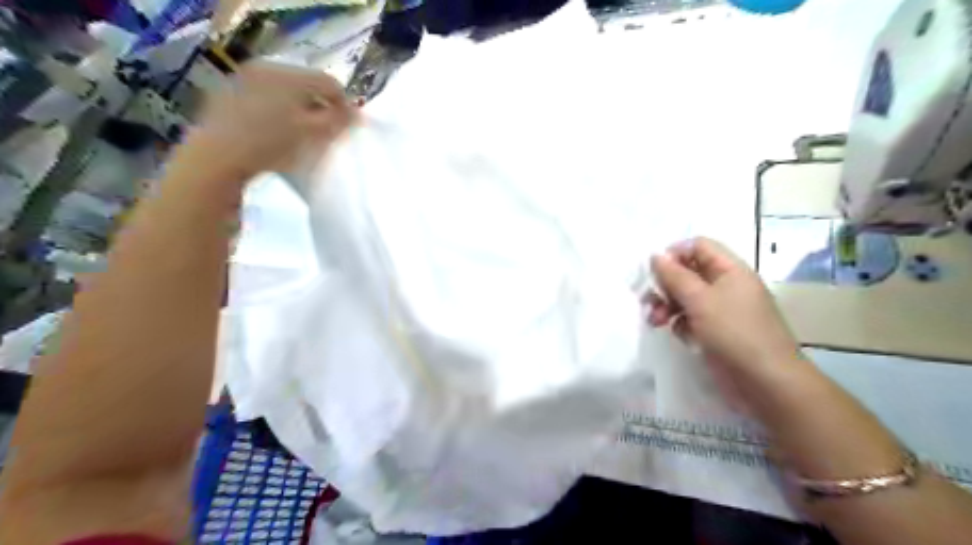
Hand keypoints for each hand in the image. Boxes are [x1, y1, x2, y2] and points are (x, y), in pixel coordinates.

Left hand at [177, 59, 356, 180]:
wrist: (217, 159)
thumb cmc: (272, 145)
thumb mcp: (314, 136)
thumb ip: (339, 122)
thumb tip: (356, 113)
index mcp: (289, 74)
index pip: (330, 83)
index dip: (345, 105)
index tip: (349, 127)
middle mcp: (266, 68)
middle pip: (307, 84)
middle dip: (321, 107)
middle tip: (326, 132)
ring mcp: (244, 79)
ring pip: (285, 92)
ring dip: (299, 110)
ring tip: (302, 134)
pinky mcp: (229, 95)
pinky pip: (265, 98)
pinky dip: (278, 112)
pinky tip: (276, 133)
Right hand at [644, 236, 797, 384]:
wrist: (765, 382)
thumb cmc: (734, 332)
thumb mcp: (699, 299)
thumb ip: (674, 276)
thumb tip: (655, 255)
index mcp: (730, 270)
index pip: (698, 246)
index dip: (675, 254)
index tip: (654, 271)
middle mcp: (727, 285)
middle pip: (689, 272)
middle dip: (666, 284)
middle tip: (648, 299)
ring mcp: (722, 309)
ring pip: (687, 296)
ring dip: (668, 305)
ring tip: (656, 321)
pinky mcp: (717, 331)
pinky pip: (692, 317)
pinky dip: (680, 322)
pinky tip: (678, 334)